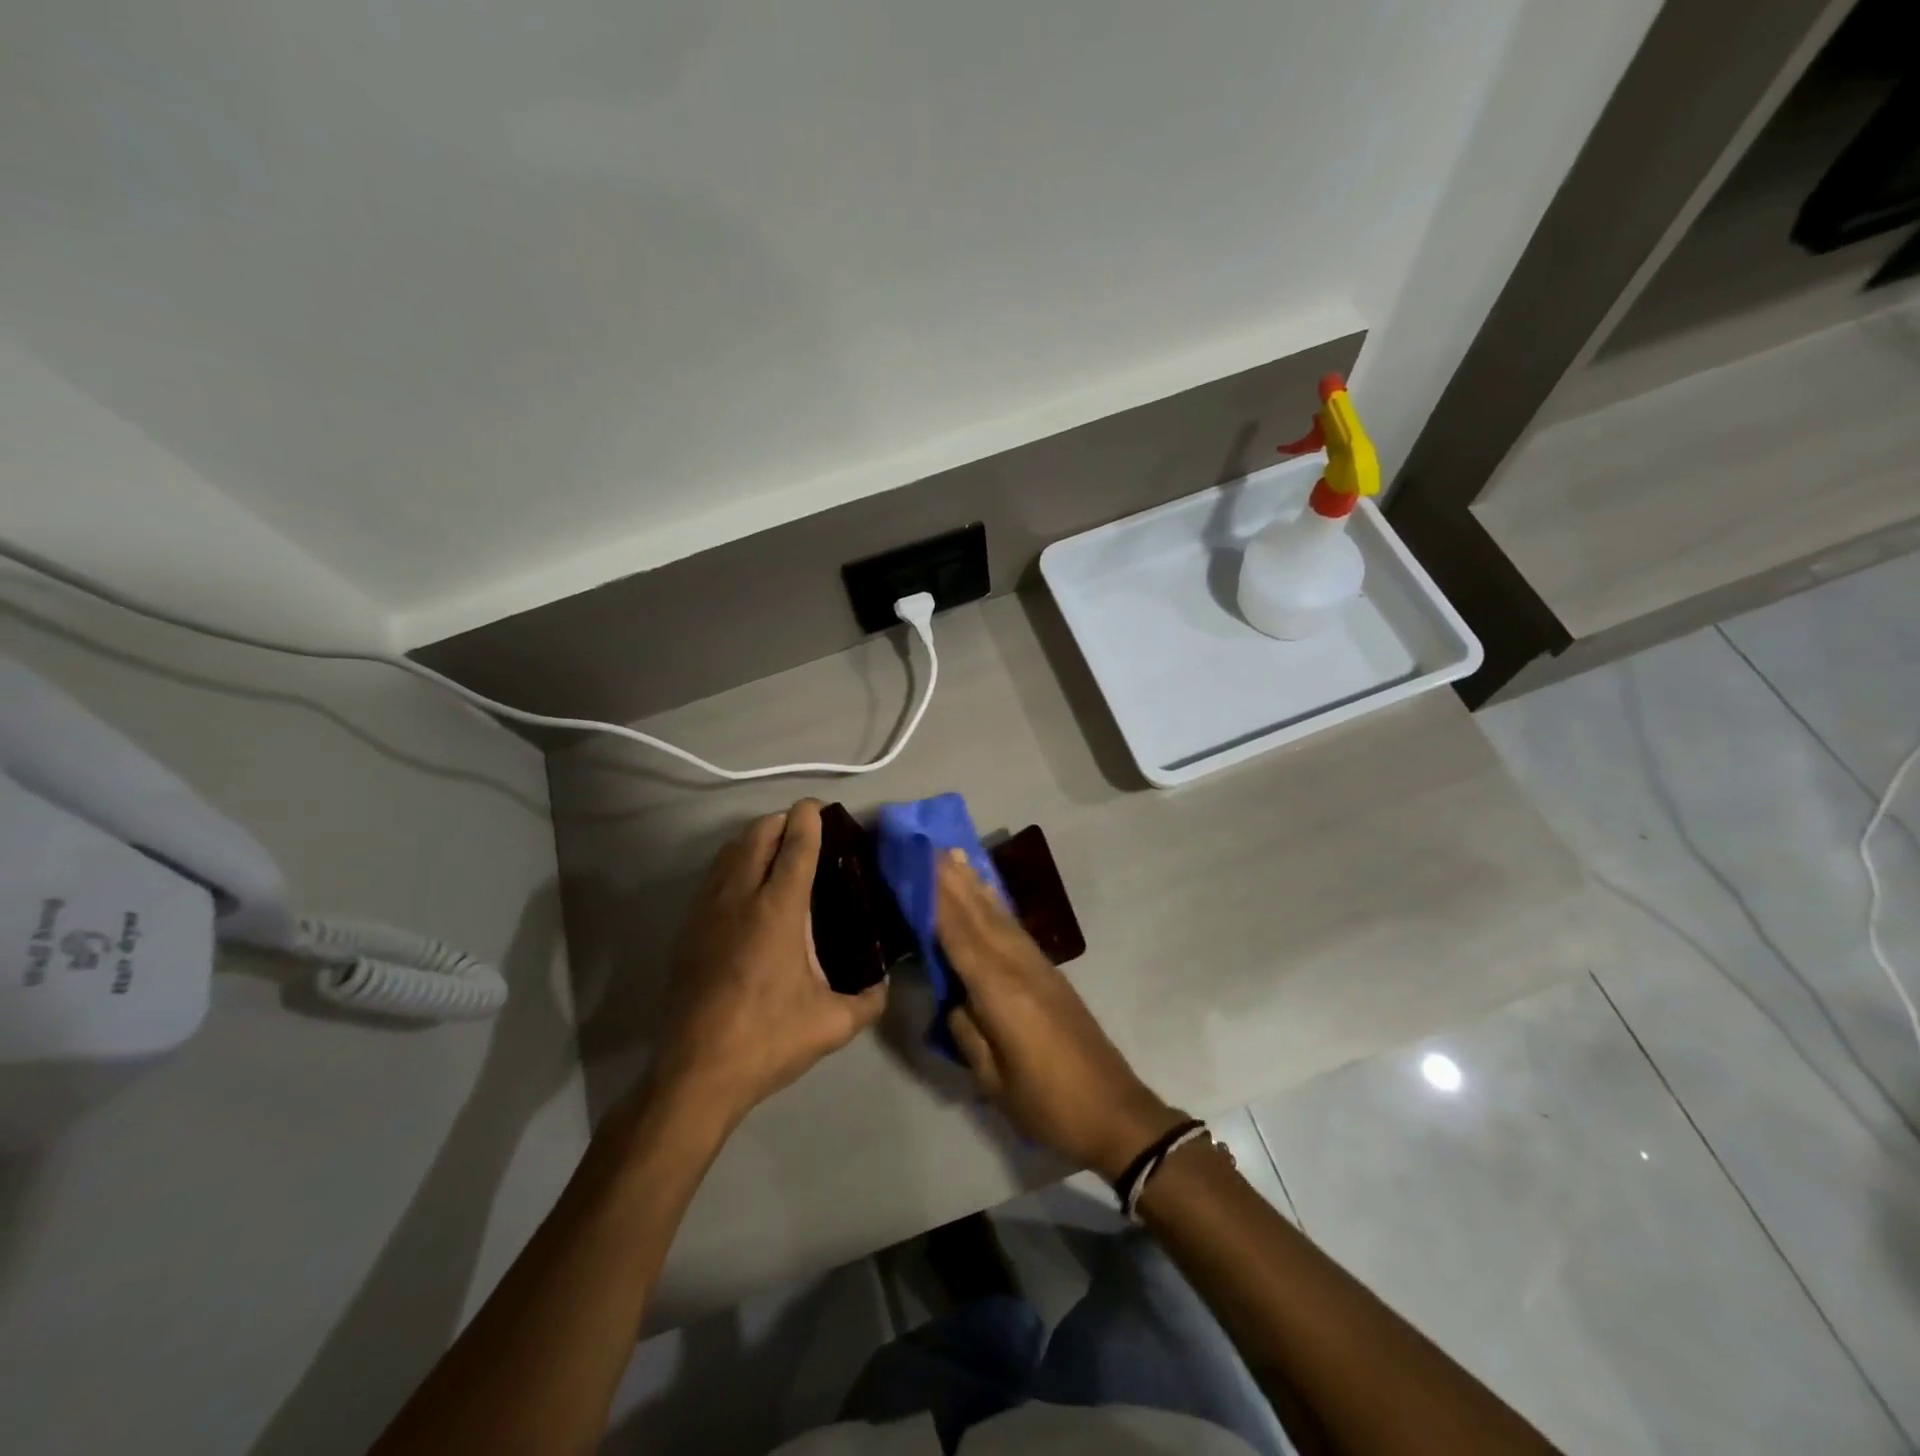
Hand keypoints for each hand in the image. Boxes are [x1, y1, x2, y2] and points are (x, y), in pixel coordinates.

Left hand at [648, 800, 887, 1130]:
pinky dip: (733, 864)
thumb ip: (869, 1000)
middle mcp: (740, 898)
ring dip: (755, 839)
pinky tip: (746, 887)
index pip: (796, 846)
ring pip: (729, 851)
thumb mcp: (832, 1024)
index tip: (819, 807)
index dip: (809, 819)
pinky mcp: (687, 930)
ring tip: (777, 850)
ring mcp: (707, 911)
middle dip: (782, 821)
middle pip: (758, 835)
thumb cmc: (767, 1041)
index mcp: (778, 911)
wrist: (695, 1074)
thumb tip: (885, 985)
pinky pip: (713, 877)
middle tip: (805, 829)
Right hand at [937, 850, 1183, 1179]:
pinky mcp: (1050, 973)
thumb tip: (952, 995)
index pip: (959, 936)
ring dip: (974, 885)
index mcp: (1000, 992)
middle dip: (952, 880)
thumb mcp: (994, 1079)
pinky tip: (987, 897)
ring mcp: (1038, 967)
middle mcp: (1019, 967)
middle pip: (979, 915)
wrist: (1114, 1111)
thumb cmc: (1048, 1104)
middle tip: (928, 845)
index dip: (936, 899)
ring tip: (954, 856)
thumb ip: (967, 1031)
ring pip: (999, 916)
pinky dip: (995, 906)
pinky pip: (1014, 929)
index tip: (917, 864)